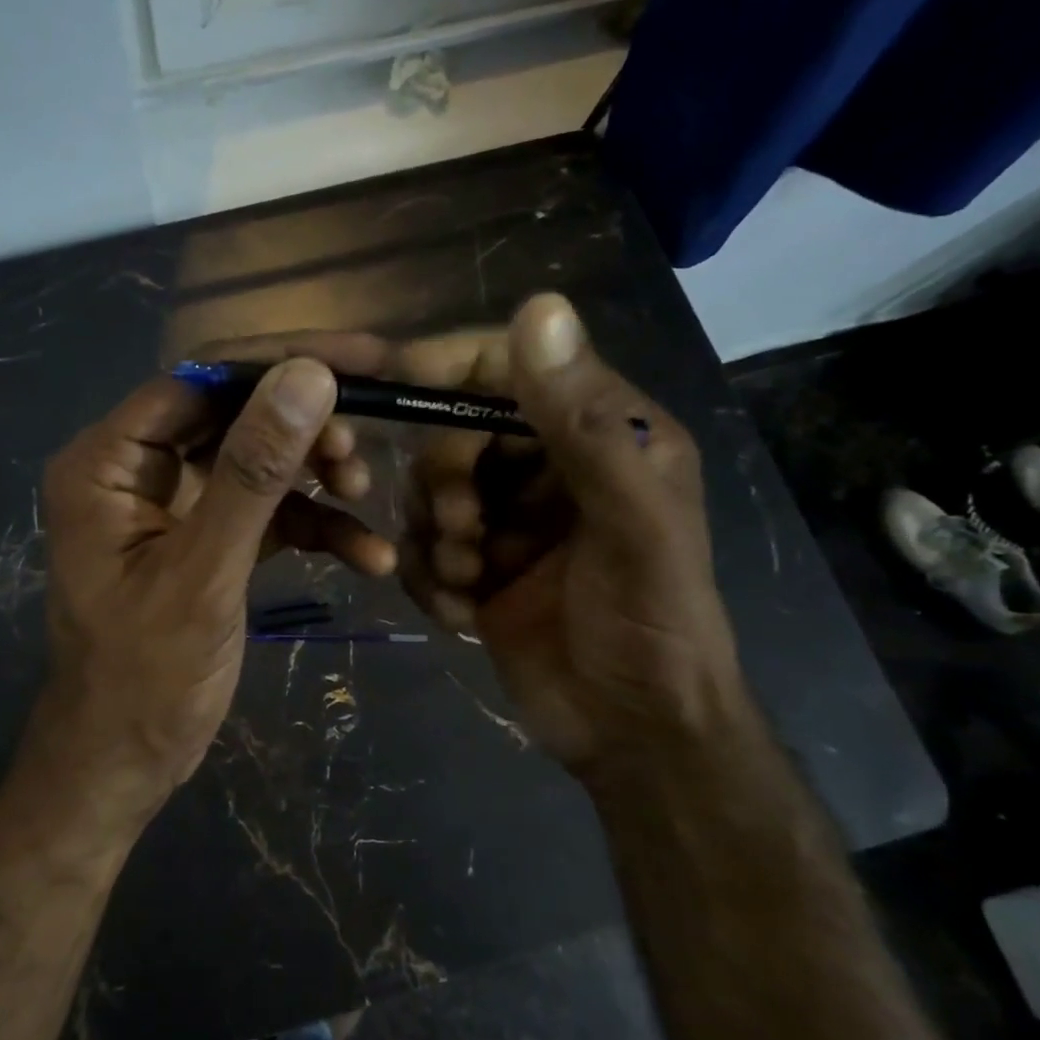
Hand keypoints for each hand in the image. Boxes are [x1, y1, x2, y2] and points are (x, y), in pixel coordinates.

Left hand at [36, 344, 395, 821]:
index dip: (281, 363)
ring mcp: (173, 507)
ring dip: (314, 477)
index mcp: (107, 463)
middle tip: (363, 449)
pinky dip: (313, 527)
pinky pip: (265, 514)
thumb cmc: (146, 678)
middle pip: (233, 417)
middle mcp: (135, 471)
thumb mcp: (204, 572)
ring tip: (364, 497)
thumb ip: (253, 473)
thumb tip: (308, 376)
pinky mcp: (207, 542)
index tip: (364, 359)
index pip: (200, 381)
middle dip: (304, 430)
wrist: (124, 764)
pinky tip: (367, 556)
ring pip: (256, 463)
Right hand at [400, 294, 752, 784]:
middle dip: (445, 481)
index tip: (389, 386)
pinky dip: (433, 580)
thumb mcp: (630, 522)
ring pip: (430, 494)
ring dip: (438, 538)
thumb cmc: (651, 623)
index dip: (448, 366)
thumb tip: (539, 305)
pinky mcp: (480, 567)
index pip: (510, 366)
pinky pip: (424, 550)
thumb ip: (585, 422)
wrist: (632, 734)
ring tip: (473, 581)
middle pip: (455, 432)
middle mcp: (549, 465)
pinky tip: (466, 615)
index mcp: (601, 432)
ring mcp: (509, 519)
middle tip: (464, 530)